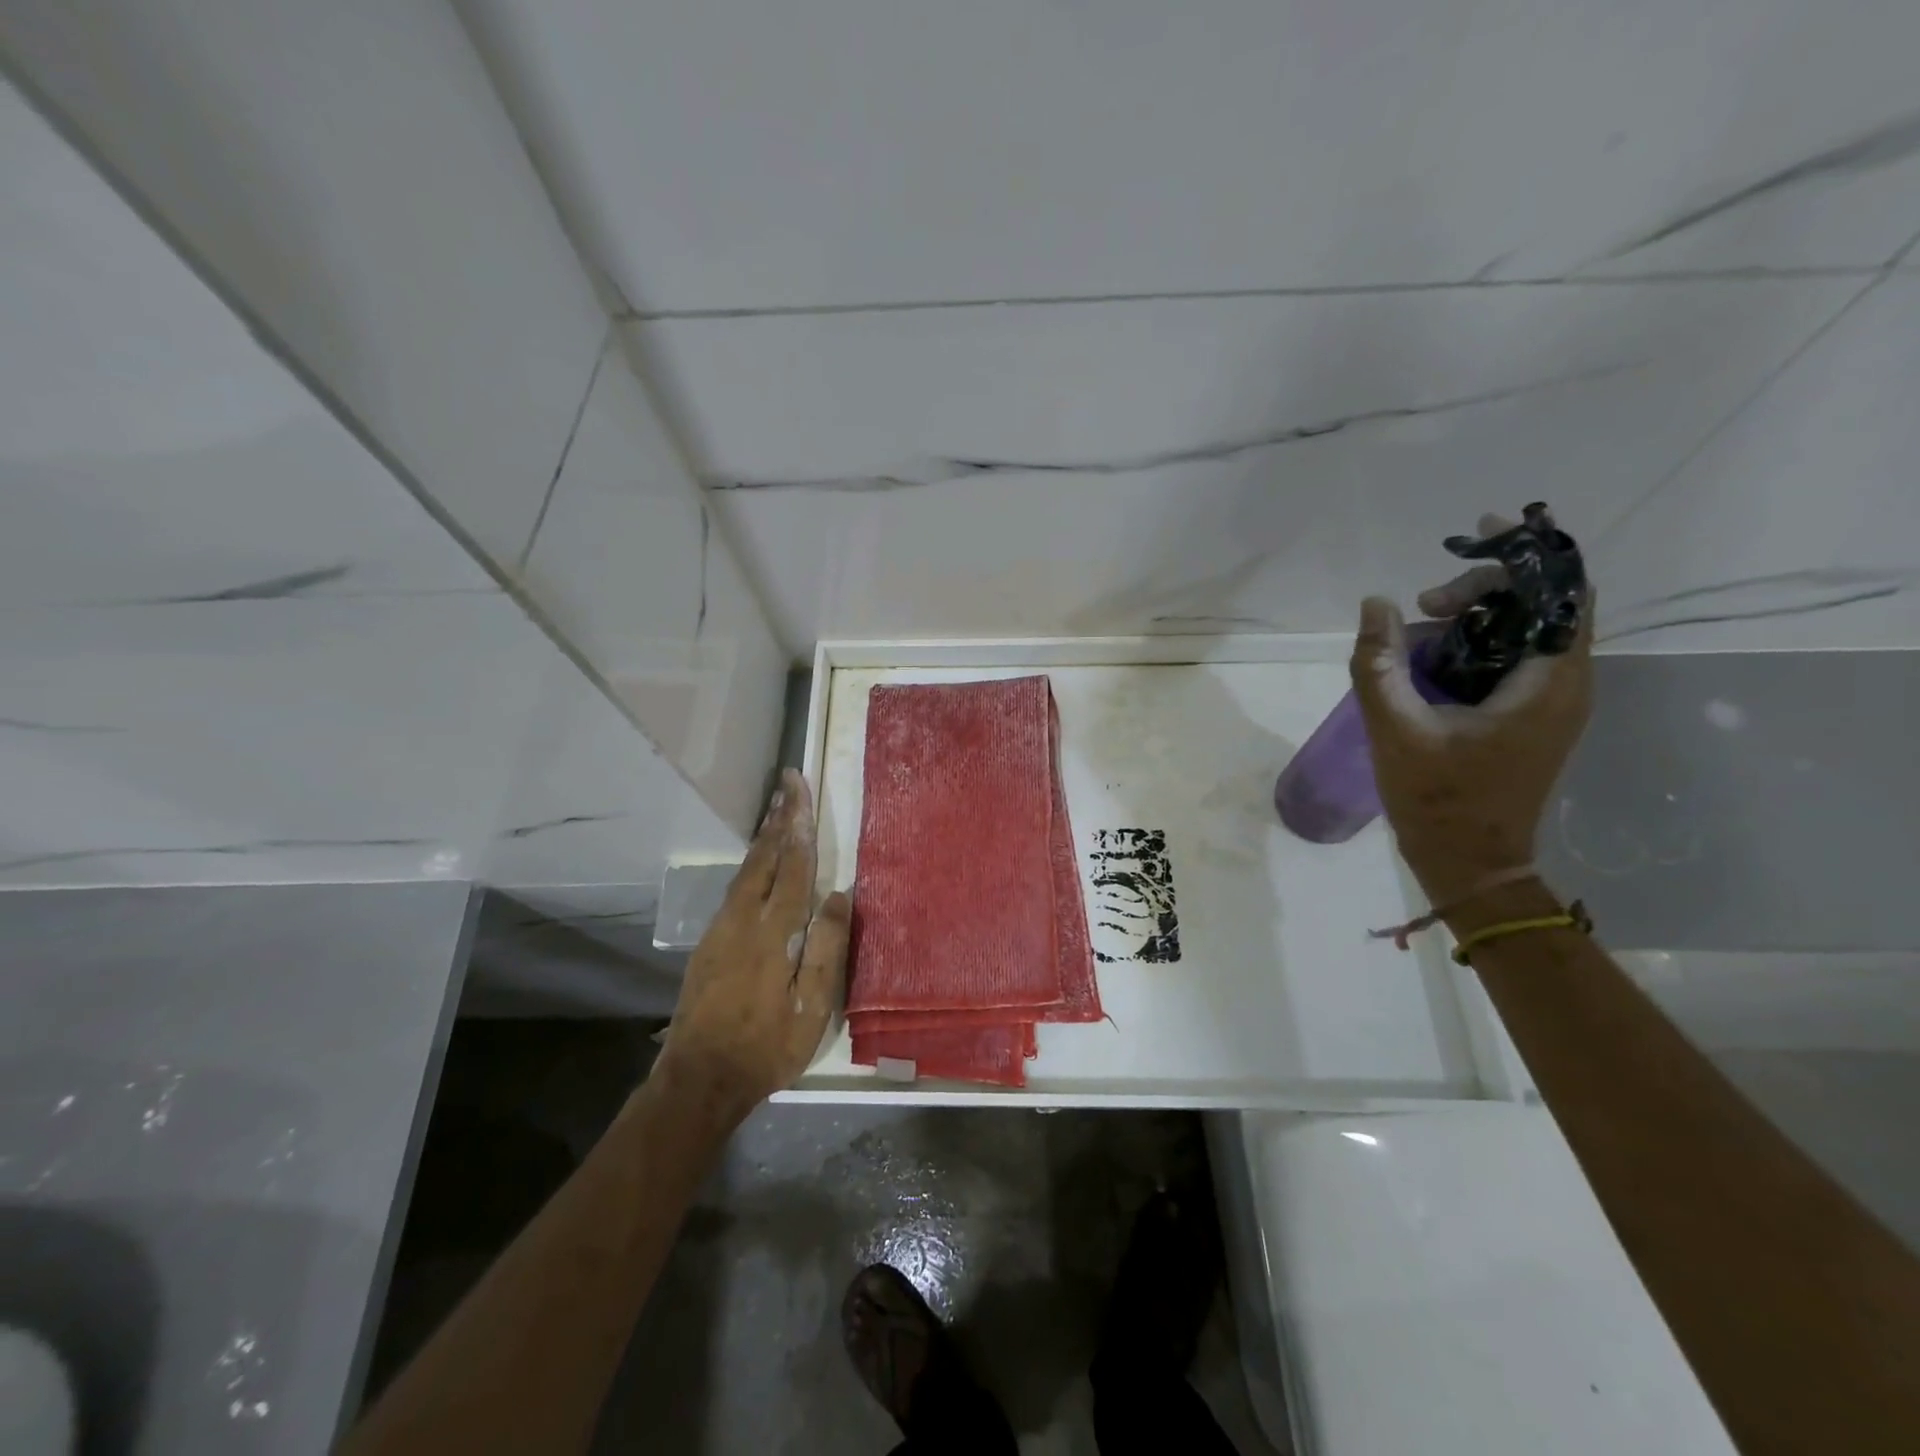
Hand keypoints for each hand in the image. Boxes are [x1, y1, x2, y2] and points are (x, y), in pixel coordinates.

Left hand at [652, 768, 850, 1124]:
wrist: (699, 1078)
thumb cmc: (766, 1046)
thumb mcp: (812, 1007)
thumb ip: (827, 948)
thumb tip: (840, 895)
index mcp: (772, 932)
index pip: (791, 866)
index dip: (797, 825)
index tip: (798, 789)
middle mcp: (741, 920)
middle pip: (762, 858)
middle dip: (777, 818)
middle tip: (787, 783)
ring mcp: (720, 930)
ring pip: (745, 871)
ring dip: (763, 838)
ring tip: (776, 813)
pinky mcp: (709, 944)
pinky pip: (735, 890)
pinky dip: (751, 865)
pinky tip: (757, 866)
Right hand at [1349, 543, 1593, 906]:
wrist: (1470, 862)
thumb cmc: (1439, 800)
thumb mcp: (1397, 729)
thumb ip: (1379, 664)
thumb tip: (1374, 604)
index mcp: (1547, 683)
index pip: (1561, 591)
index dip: (1526, 552)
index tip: (1477, 532)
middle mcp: (1564, 684)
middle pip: (1542, 604)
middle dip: (1483, 587)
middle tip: (1421, 603)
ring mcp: (1550, 701)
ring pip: (1526, 630)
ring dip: (1475, 615)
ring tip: (1415, 629)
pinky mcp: (1531, 716)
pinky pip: (1513, 658)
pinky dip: (1476, 642)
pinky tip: (1428, 655)